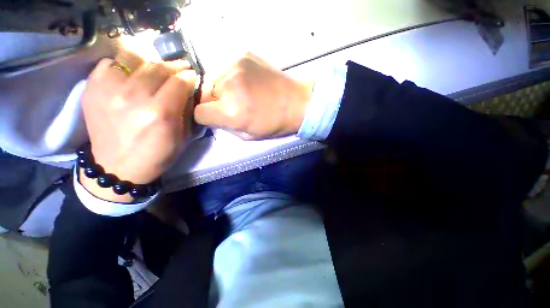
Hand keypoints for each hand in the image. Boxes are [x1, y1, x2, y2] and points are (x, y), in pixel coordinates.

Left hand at [80, 51, 196, 202]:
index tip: (192, 76)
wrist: (117, 168)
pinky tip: (129, 76)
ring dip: (150, 64)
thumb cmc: (157, 155)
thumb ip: (186, 111)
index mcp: (160, 113)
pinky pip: (109, 64)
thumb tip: (188, 90)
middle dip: (174, 67)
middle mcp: (134, 97)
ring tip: (155, 71)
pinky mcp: (92, 89)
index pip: (179, 82)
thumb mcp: (182, 137)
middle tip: (180, 69)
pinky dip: (122, 66)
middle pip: (158, 68)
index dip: (189, 77)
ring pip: (134, 59)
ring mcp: (109, 91)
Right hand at [195, 53, 314, 139]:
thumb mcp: (248, 135)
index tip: (216, 117)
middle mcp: (229, 87)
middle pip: (204, 94)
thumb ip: (226, 127)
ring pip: (213, 80)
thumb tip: (214, 117)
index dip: (206, 117)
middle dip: (214, 103)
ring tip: (240, 94)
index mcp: (232, 112)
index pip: (199, 112)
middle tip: (231, 106)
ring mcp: (236, 67)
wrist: (298, 102)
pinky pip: (226, 69)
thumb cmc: (275, 124)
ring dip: (221, 89)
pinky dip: (230, 78)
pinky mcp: (243, 56)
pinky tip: (246, 83)